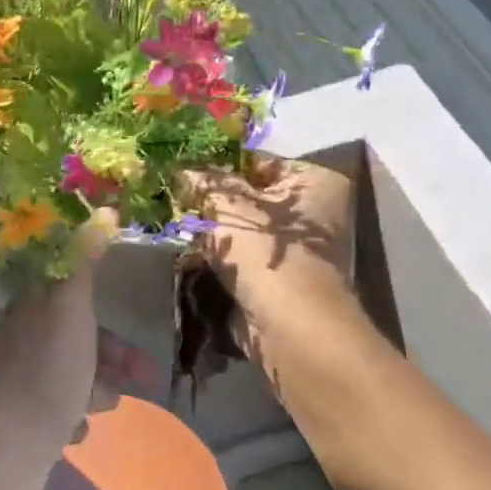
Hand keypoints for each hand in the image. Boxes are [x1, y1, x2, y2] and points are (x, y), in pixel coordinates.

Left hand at [0, 216, 162, 484]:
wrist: (9, 448)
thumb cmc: (47, 372)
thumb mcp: (70, 309)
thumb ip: (84, 263)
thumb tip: (99, 213)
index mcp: (31, 308)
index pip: (73, 293)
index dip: (106, 307)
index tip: (134, 322)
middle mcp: (24, 337)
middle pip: (80, 335)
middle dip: (114, 356)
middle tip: (147, 379)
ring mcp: (22, 376)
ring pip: (75, 371)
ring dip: (98, 388)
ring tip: (104, 408)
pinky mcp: (25, 412)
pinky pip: (62, 404)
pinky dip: (76, 413)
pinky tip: (76, 429)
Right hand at [178, 159, 356, 354]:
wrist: (288, 327)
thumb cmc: (265, 253)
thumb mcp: (228, 205)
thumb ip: (204, 182)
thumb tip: (182, 171)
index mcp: (316, 182)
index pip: (260, 163)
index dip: (220, 167)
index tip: (183, 173)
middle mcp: (314, 214)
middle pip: (250, 199)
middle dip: (213, 204)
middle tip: (174, 201)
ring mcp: (298, 252)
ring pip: (242, 232)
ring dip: (212, 234)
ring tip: (176, 228)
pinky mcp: (279, 282)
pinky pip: (241, 261)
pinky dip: (219, 260)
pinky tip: (189, 256)